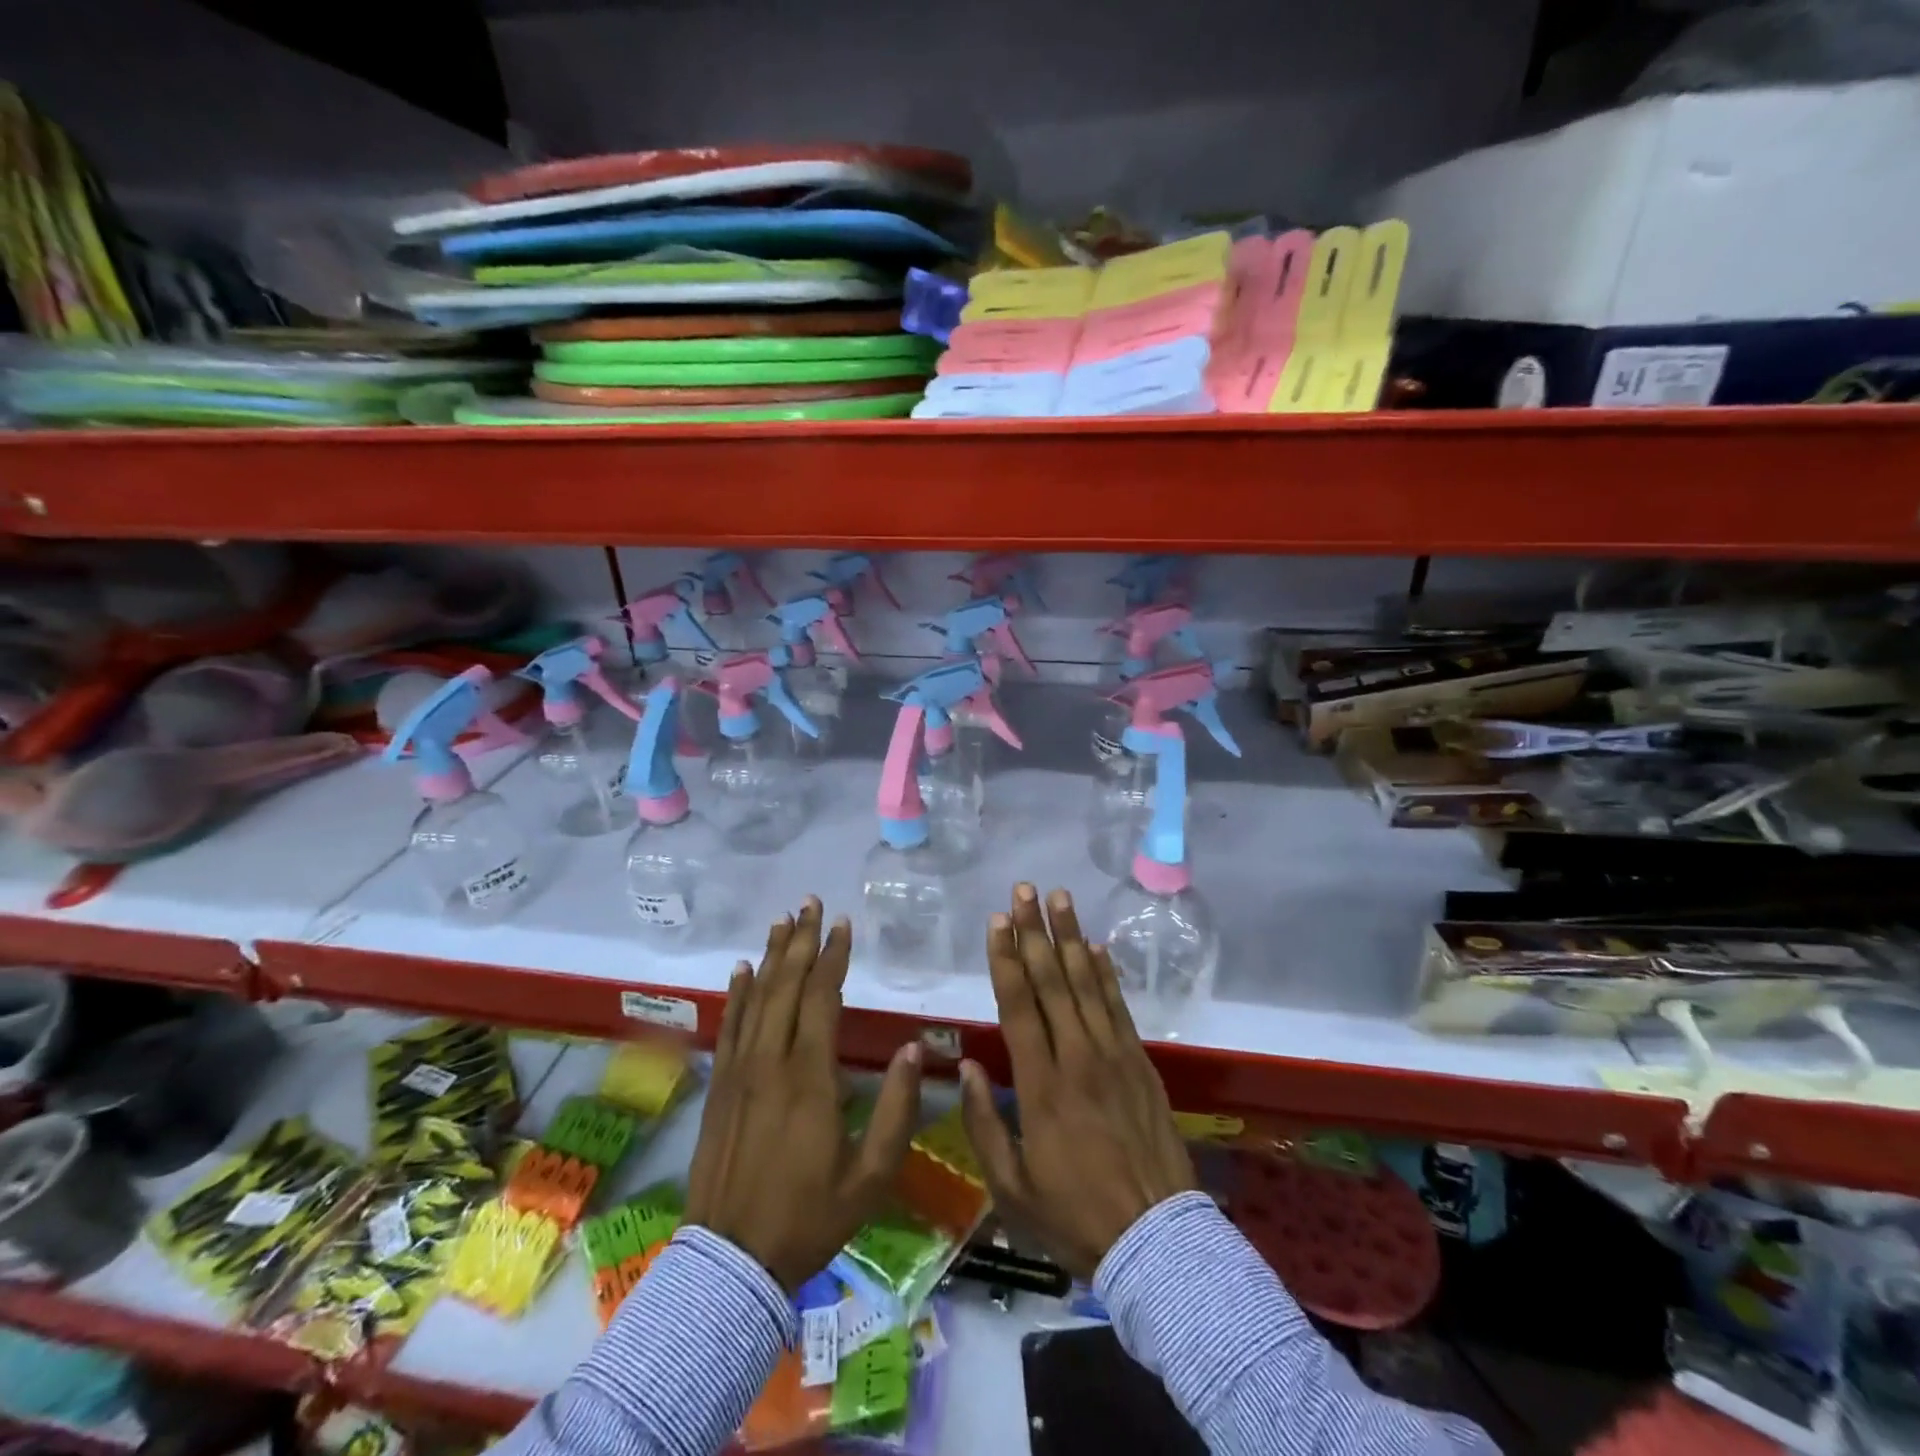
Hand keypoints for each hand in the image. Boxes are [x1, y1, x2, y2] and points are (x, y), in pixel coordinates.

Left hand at [685, 898, 922, 1290]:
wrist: (730, 1264)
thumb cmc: (808, 1218)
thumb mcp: (870, 1177)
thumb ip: (895, 1110)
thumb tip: (910, 1050)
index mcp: (810, 1079)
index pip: (822, 1000)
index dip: (833, 959)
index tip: (844, 925)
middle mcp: (771, 1062)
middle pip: (786, 987)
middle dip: (802, 941)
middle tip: (811, 903)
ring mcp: (739, 1073)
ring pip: (756, 999)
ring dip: (771, 956)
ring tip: (782, 921)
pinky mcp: (719, 1087)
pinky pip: (729, 1027)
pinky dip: (736, 994)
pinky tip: (742, 969)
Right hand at [960, 884, 1196, 1279]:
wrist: (1156, 1241)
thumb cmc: (1074, 1215)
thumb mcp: (1011, 1187)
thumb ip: (984, 1124)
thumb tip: (967, 1067)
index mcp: (1041, 1085)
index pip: (1019, 1006)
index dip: (1006, 959)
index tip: (997, 921)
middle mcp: (1078, 1057)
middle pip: (1053, 981)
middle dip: (1036, 931)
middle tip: (1024, 890)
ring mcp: (1115, 1056)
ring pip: (1088, 984)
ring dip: (1072, 937)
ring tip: (1060, 899)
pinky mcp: (1141, 1064)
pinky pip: (1120, 1007)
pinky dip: (1107, 974)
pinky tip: (1097, 948)